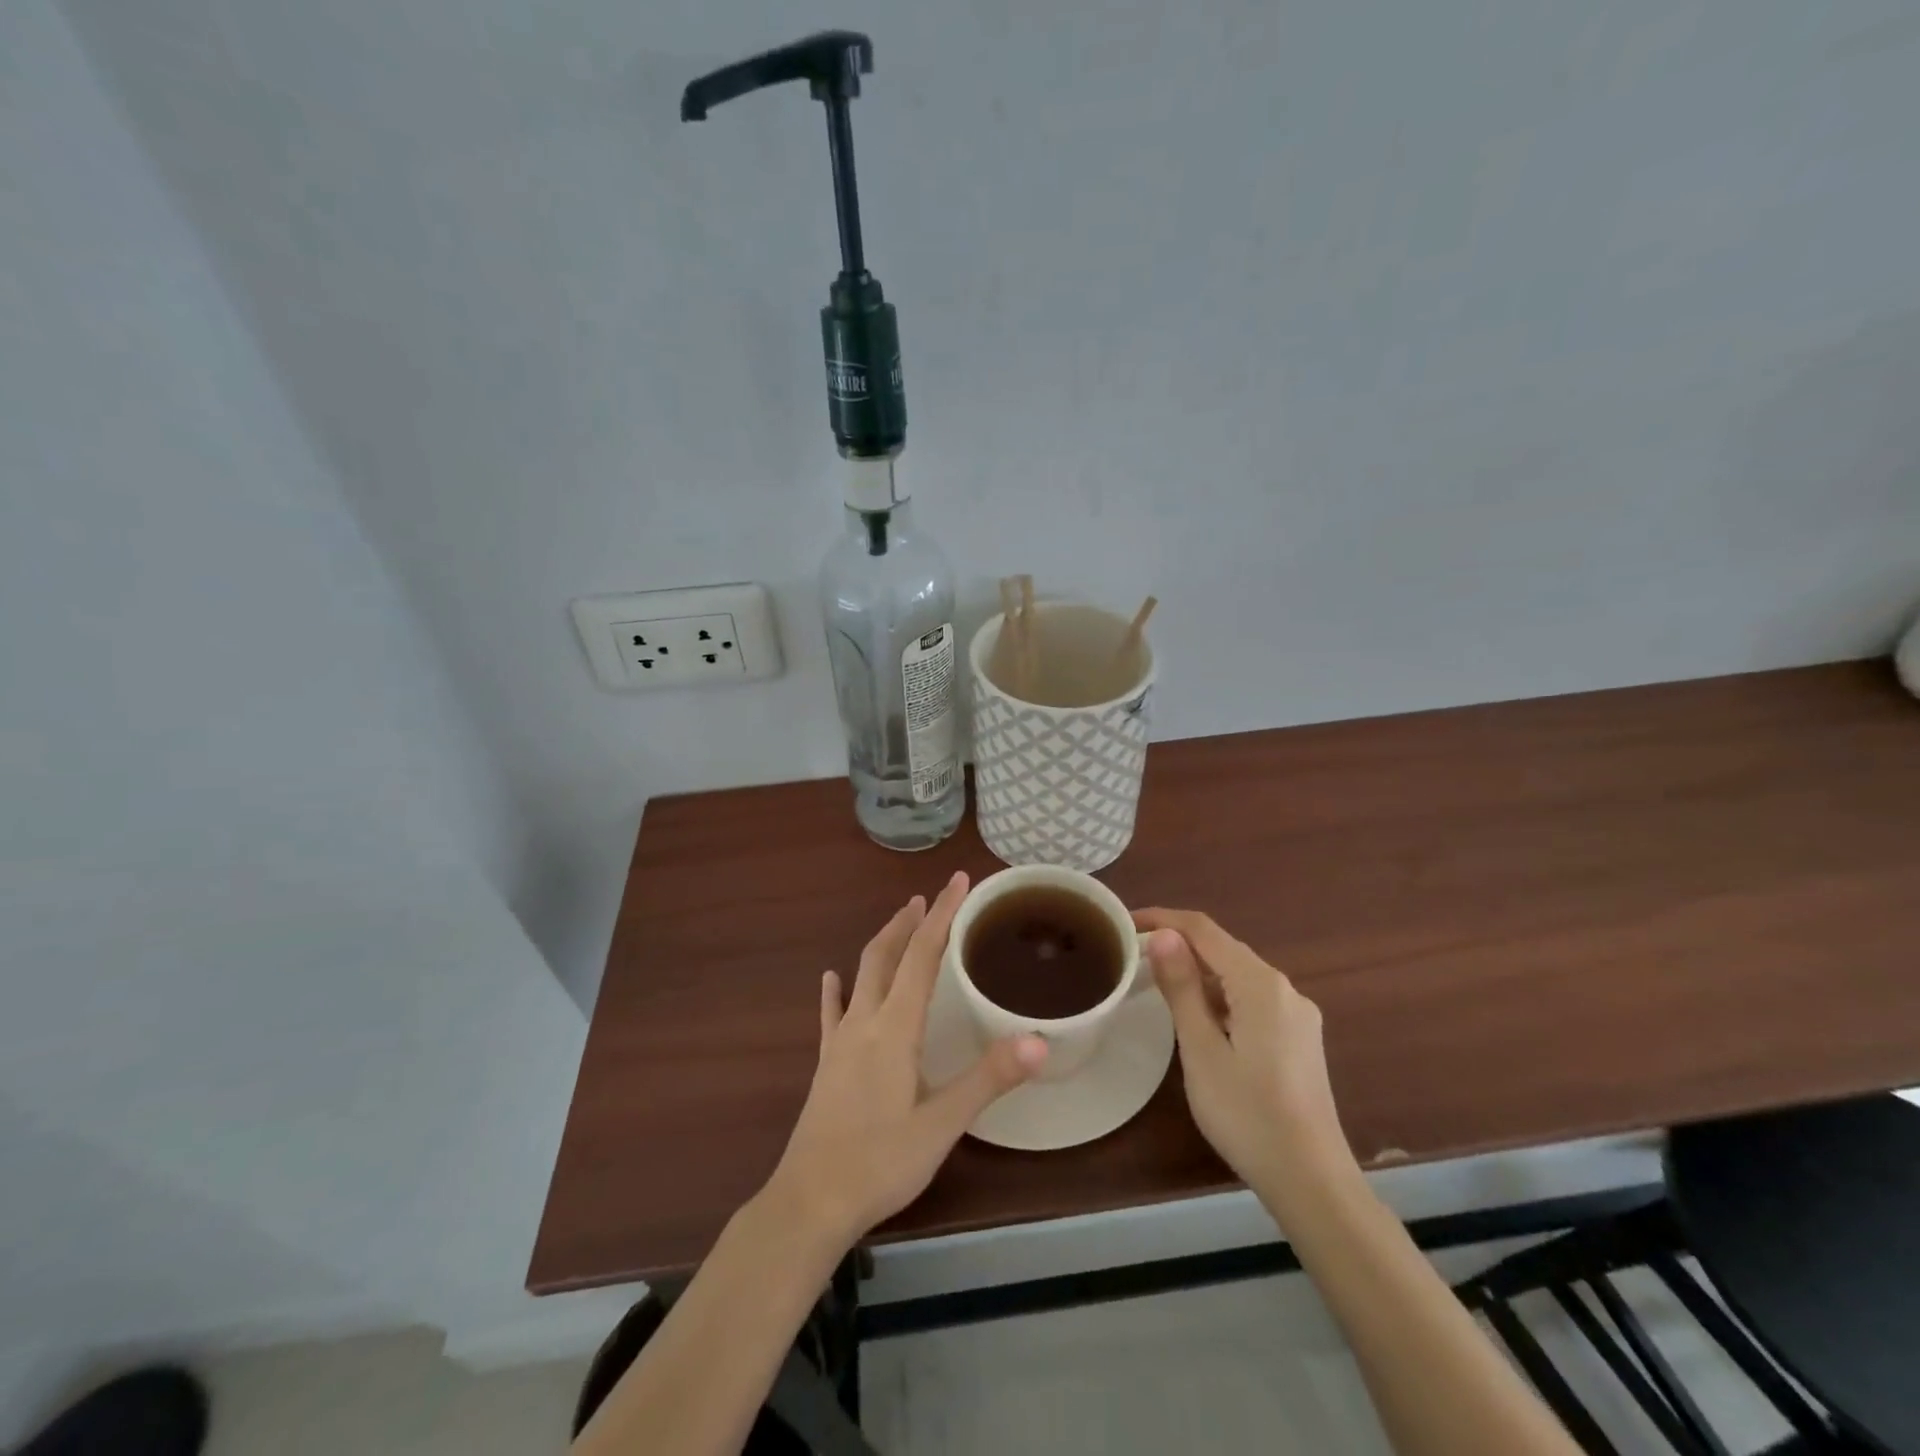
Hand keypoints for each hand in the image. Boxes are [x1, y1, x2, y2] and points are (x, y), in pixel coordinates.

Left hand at [765, 872, 1047, 1250]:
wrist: (809, 1203)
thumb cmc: (880, 1163)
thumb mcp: (942, 1124)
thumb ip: (989, 1079)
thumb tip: (1039, 1040)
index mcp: (895, 1027)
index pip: (921, 956)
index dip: (942, 916)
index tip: (957, 881)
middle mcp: (865, 1022)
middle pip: (886, 955)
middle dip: (910, 922)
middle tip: (929, 897)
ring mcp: (840, 1042)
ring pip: (861, 976)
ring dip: (882, 944)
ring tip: (899, 923)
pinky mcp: (827, 1064)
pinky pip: (832, 1013)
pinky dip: (838, 989)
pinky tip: (832, 979)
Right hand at [1135, 908, 1352, 1197]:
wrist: (1313, 1183)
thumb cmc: (1247, 1114)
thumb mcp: (1202, 1050)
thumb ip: (1182, 988)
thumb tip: (1164, 935)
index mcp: (1260, 984)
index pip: (1203, 930)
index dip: (1163, 919)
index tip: (1125, 924)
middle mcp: (1284, 989)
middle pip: (1223, 950)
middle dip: (1179, 946)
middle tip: (1134, 958)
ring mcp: (1297, 1015)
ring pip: (1238, 976)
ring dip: (1199, 974)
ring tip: (1158, 987)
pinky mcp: (1300, 1039)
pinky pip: (1252, 1000)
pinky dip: (1220, 998)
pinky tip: (1200, 1021)